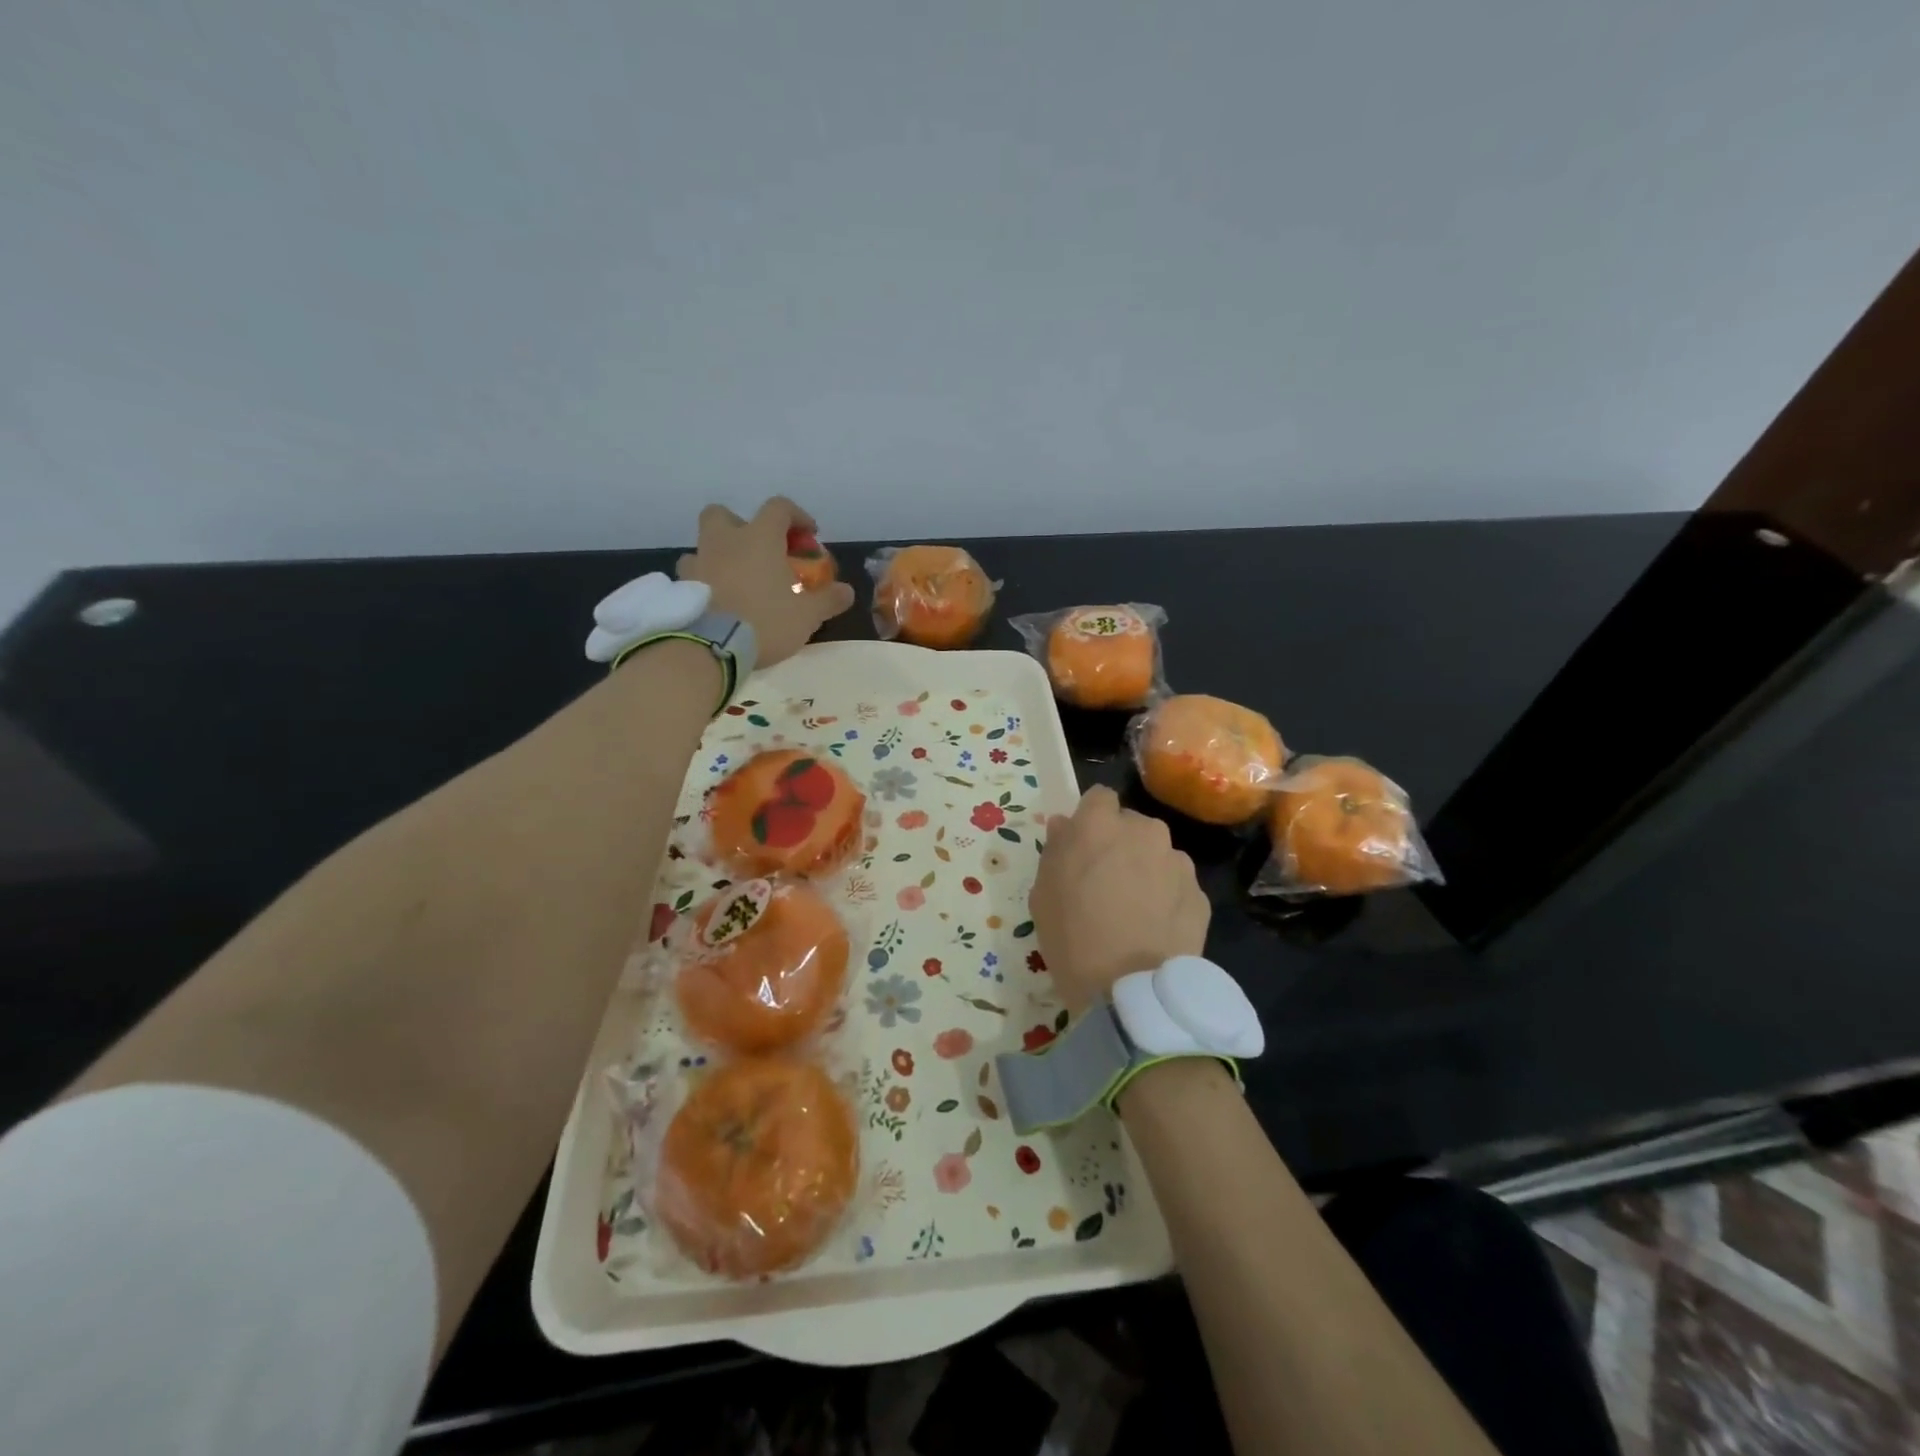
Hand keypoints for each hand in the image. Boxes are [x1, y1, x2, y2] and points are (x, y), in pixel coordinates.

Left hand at [677, 498, 855, 667]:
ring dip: (718, 555)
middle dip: (741, 526)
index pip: (779, 508)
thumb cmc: (765, 621)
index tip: (808, 536)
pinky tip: (715, 601)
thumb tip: (847, 591)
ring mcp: (698, 562)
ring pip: (703, 545)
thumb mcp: (807, 615)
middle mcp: (725, 540)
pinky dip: (702, 582)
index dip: (797, 517)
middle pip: (724, 514)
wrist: (711, 646)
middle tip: (757, 550)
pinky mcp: (680, 588)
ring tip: (734, 580)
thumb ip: (828, 600)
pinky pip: (690, 575)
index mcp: (759, 538)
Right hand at [1030, 785, 1210, 1012]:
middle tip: (1107, 881)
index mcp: (1100, 824)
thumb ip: (1056, 848)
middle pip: (1132, 825)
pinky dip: (1168, 898)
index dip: (1091, 819)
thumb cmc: (1071, 935)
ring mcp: (1177, 862)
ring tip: (1135, 909)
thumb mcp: (1043, 891)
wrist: (1129, 989)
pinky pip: (1178, 885)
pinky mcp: (1200, 894)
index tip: (1084, 845)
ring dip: (1147, 869)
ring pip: (1159, 854)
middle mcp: (1144, 831)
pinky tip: (1155, 928)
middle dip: (1121, 844)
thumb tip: (1065, 825)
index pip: (1099, 797)